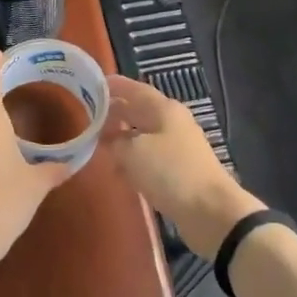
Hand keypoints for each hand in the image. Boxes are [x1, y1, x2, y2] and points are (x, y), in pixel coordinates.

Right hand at [100, 76, 263, 259]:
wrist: (210, 211)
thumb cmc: (170, 172)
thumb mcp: (133, 152)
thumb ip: (115, 141)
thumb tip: (108, 139)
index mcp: (164, 109)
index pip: (134, 88)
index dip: (113, 85)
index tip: (90, 84)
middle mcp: (172, 122)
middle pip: (139, 111)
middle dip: (114, 112)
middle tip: (87, 115)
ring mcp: (177, 147)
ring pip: (143, 135)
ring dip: (122, 137)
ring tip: (96, 142)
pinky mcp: (179, 170)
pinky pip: (149, 157)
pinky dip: (132, 159)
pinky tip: (118, 169)